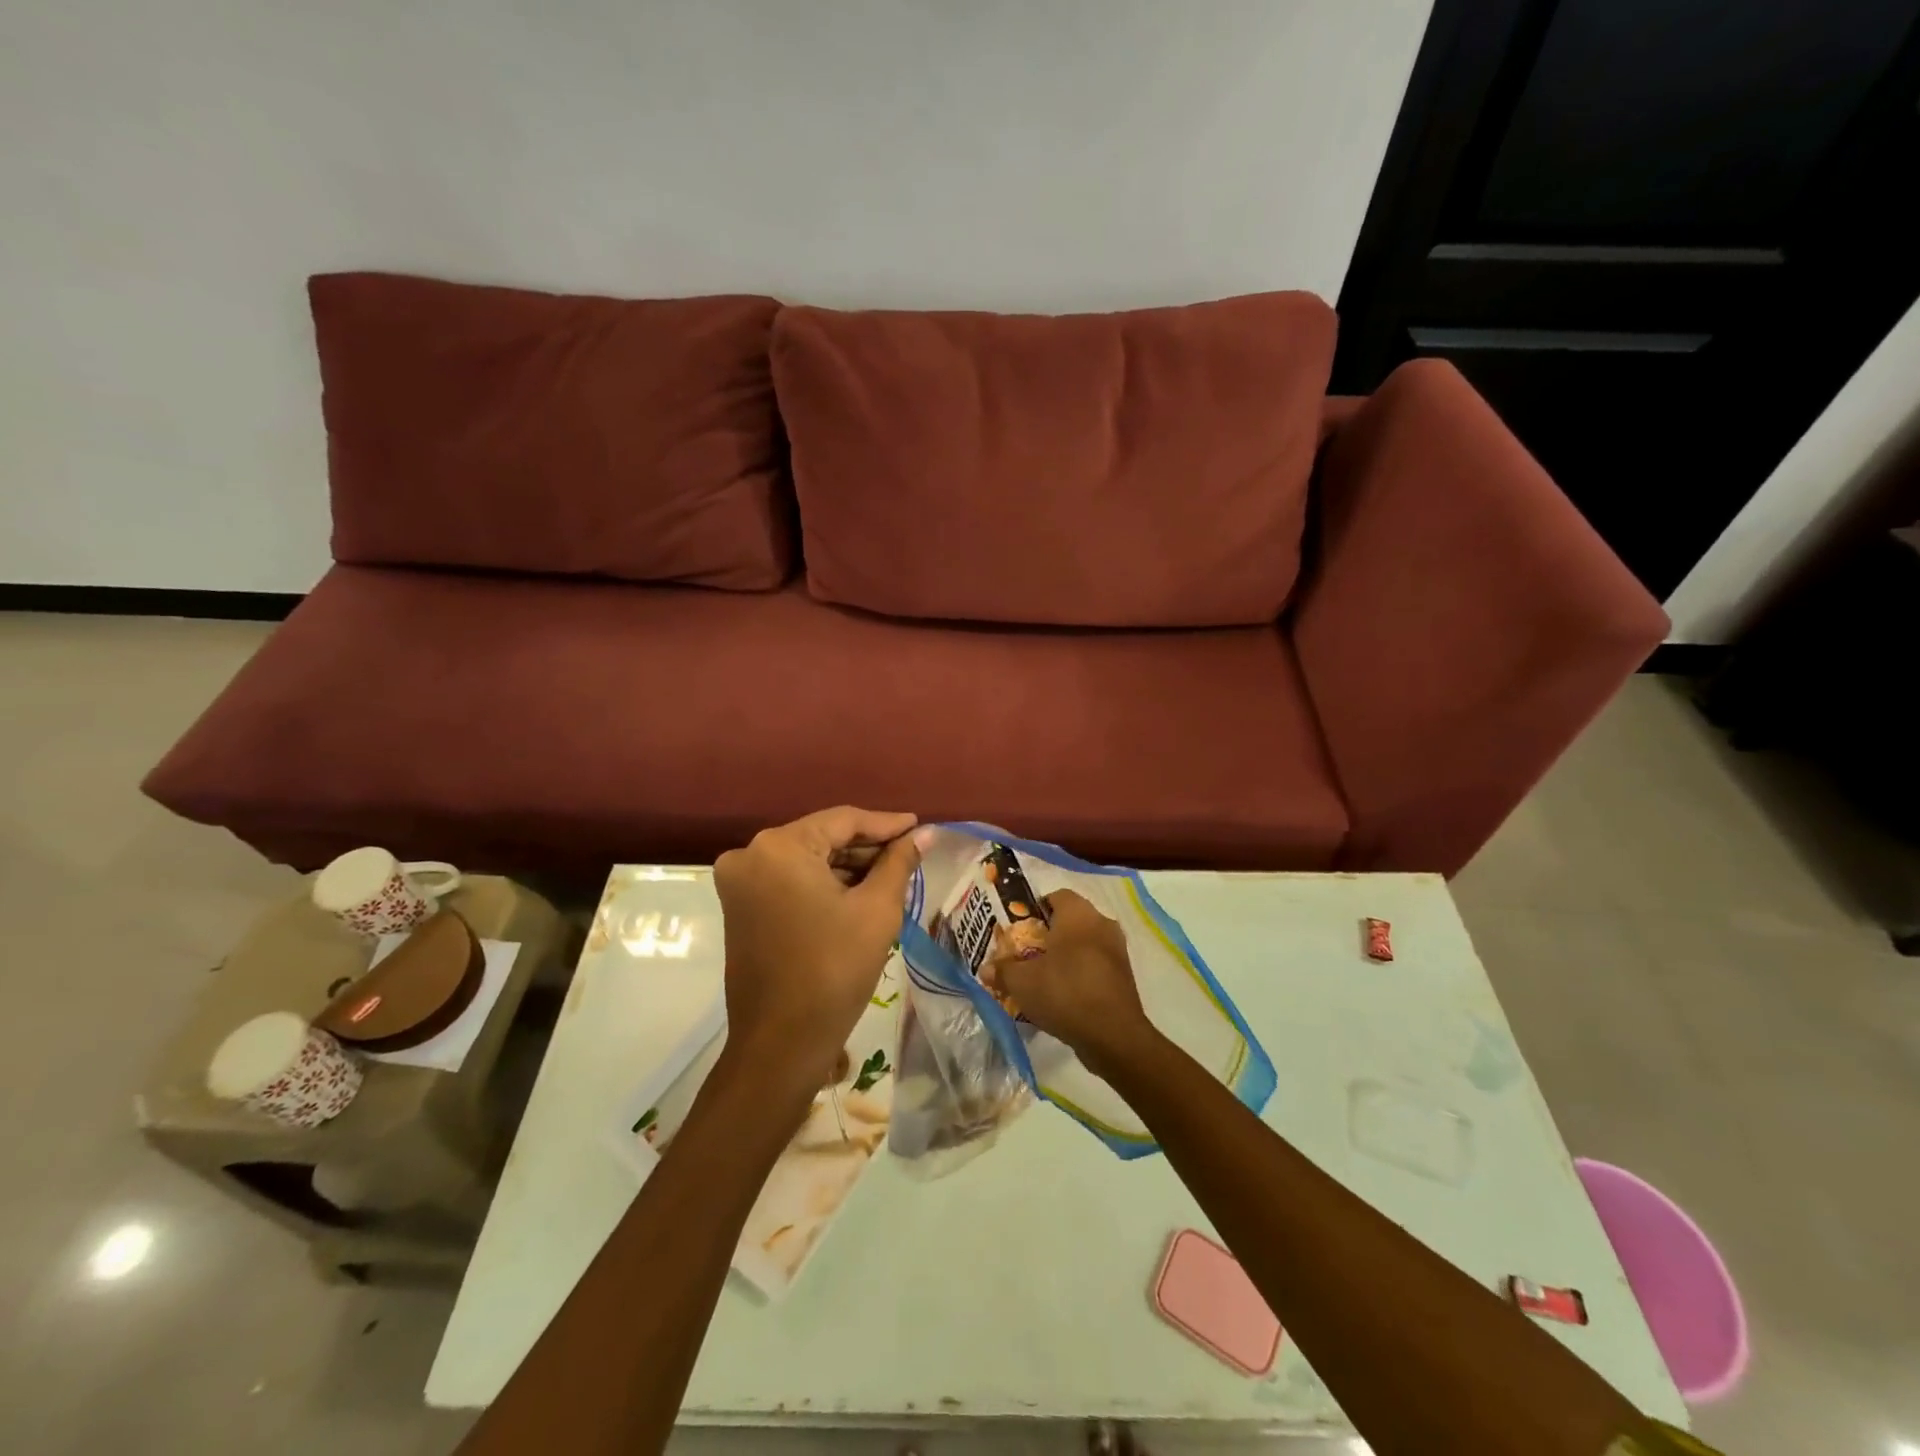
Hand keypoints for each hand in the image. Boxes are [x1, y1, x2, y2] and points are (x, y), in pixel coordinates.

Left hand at [713, 807, 922, 1095]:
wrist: (782, 1043)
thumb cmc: (834, 970)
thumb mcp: (876, 910)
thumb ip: (899, 862)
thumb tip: (924, 832)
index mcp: (780, 847)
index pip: (843, 820)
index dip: (886, 824)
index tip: (919, 827)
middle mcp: (750, 855)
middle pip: (822, 838)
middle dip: (867, 848)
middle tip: (909, 854)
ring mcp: (740, 883)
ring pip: (806, 860)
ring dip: (847, 867)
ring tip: (892, 875)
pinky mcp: (740, 908)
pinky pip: (790, 881)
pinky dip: (823, 884)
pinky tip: (859, 893)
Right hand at [987, 889, 1157, 1077]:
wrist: (1113, 1035)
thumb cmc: (1064, 992)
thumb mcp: (1022, 982)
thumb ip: (1002, 970)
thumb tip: (985, 969)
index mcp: (1078, 914)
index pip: (1055, 896)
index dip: (1035, 909)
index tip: (1018, 930)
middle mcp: (1101, 923)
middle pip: (1070, 921)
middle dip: (1048, 935)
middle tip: (1026, 954)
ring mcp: (1117, 950)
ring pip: (1084, 944)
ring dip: (1065, 956)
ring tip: (1042, 977)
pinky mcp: (1124, 976)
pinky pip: (1095, 965)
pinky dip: (1079, 974)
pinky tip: (1062, 995)